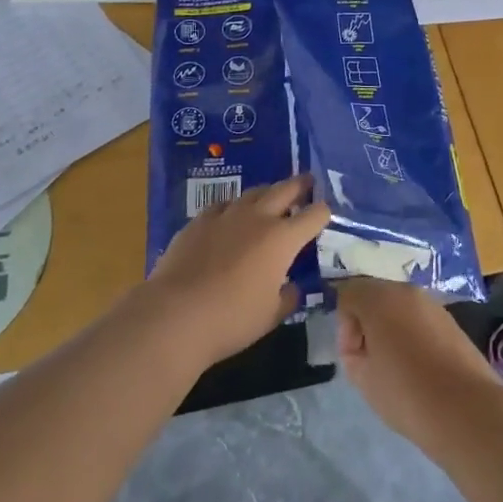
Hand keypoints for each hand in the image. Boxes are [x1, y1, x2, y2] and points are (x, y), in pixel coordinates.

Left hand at [146, 176, 329, 368]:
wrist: (175, 314)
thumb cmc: (232, 319)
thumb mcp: (271, 315)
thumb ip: (288, 296)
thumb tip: (293, 286)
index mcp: (282, 239)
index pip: (313, 215)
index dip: (323, 212)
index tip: (326, 213)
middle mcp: (257, 218)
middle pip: (284, 189)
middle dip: (300, 185)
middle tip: (308, 182)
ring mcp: (226, 215)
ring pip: (253, 192)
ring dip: (267, 193)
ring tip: (271, 197)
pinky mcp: (199, 220)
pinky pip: (223, 205)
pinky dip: (234, 207)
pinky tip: (231, 216)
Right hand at [335, 277, 502, 445]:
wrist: (467, 410)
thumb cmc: (406, 392)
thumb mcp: (363, 378)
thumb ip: (352, 353)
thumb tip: (362, 343)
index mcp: (380, 298)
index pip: (348, 294)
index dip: (344, 326)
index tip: (354, 357)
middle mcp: (407, 291)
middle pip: (375, 297)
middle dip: (367, 324)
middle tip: (371, 362)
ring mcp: (433, 304)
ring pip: (399, 308)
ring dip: (390, 329)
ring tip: (397, 368)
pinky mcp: (452, 321)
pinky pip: (420, 320)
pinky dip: (412, 335)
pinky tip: (419, 368)